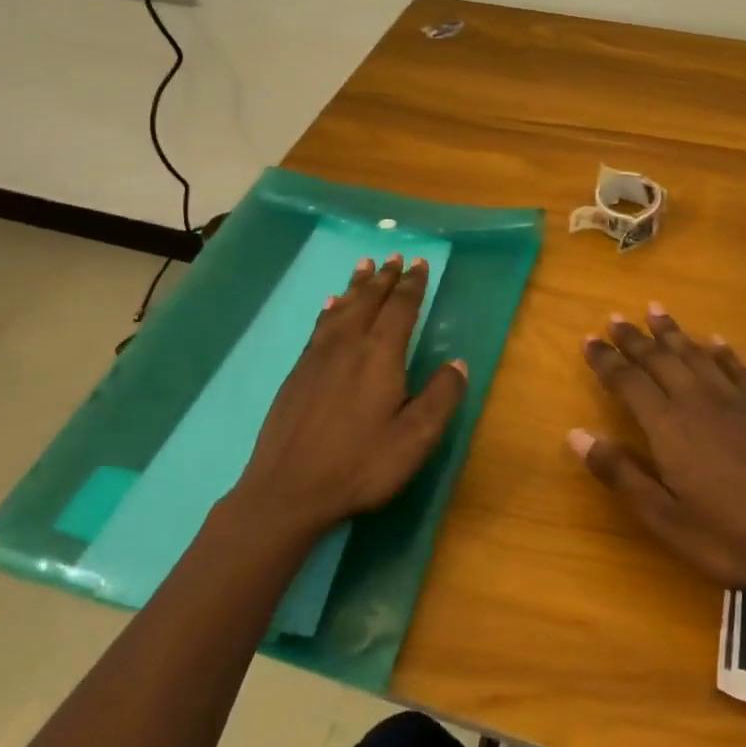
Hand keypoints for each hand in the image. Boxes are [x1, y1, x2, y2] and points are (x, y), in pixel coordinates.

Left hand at [231, 254, 465, 538]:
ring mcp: (318, 356)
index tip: (420, 263)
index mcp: (380, 354)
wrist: (287, 490)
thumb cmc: (359, 464)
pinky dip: (331, 308)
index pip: (401, 307)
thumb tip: (458, 363)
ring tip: (365, 266)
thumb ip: (441, 397)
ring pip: (342, 307)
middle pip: (370, 300)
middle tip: (394, 256)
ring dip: (357, 285)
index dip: (412, 284)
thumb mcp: (414, 438)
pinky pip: (320, 325)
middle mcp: (348, 344)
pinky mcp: (298, 372)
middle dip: (385, 278)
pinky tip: (330, 305)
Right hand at [572, 305, 745, 609]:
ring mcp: (734, 399)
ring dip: (672, 331)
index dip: (606, 359)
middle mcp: (697, 400)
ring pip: (695, 352)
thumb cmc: (730, 536)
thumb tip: (576, 433)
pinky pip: (735, 366)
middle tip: (614, 318)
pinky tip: (714, 340)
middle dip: (633, 338)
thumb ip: (621, 474)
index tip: (588, 339)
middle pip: (659, 358)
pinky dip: (720, 350)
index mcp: (668, 425)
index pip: (628, 381)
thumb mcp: (665, 519)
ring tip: (654, 309)